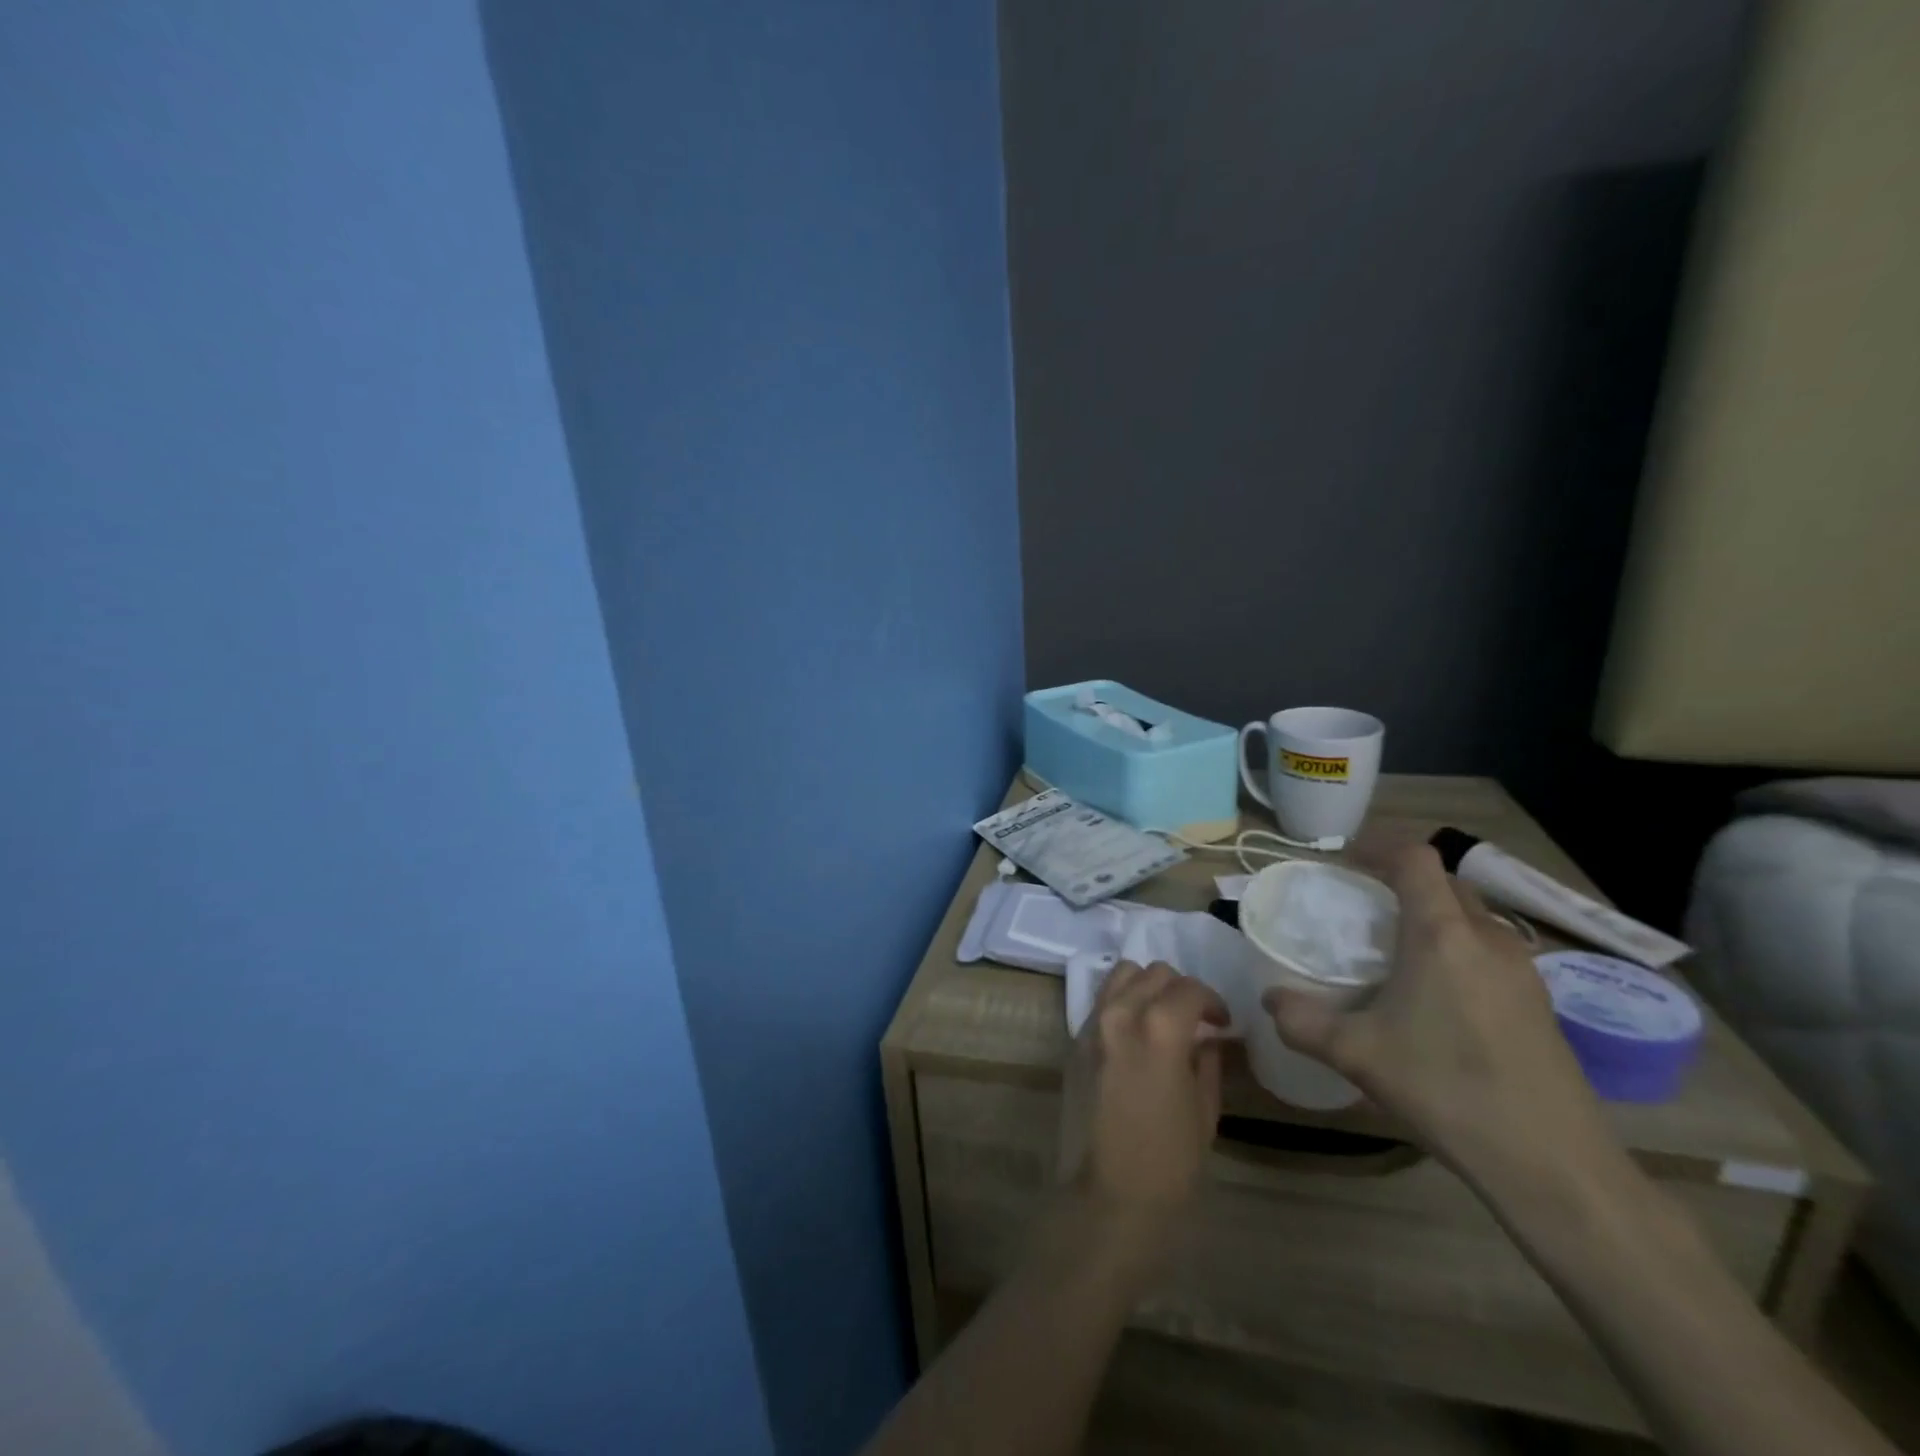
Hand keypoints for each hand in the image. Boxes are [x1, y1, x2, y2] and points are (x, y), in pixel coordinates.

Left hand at [1058, 962, 1227, 1230]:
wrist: (1107, 1200)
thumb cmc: (1168, 1166)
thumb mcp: (1204, 1113)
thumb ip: (1206, 1062)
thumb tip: (1207, 1038)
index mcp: (1159, 1029)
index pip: (1189, 988)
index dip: (1213, 1001)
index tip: (1222, 1023)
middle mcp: (1120, 1014)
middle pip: (1153, 973)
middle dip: (1180, 989)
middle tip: (1195, 1019)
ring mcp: (1091, 1025)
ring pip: (1121, 976)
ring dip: (1147, 987)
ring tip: (1162, 1017)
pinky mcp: (1073, 1042)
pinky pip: (1101, 1003)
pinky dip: (1122, 1003)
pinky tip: (1136, 1035)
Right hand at [1261, 843, 1614, 1180]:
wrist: (1554, 1165)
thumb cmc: (1447, 1090)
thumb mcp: (1355, 1055)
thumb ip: (1301, 1020)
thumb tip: (1270, 999)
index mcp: (1442, 934)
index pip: (1415, 858)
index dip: (1378, 847)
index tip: (1345, 863)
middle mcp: (1488, 938)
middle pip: (1445, 881)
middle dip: (1402, 882)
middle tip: (1362, 908)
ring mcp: (1523, 970)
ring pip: (1472, 917)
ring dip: (1433, 916)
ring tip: (1396, 953)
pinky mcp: (1540, 1003)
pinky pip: (1490, 951)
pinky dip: (1457, 949)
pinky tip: (1437, 998)